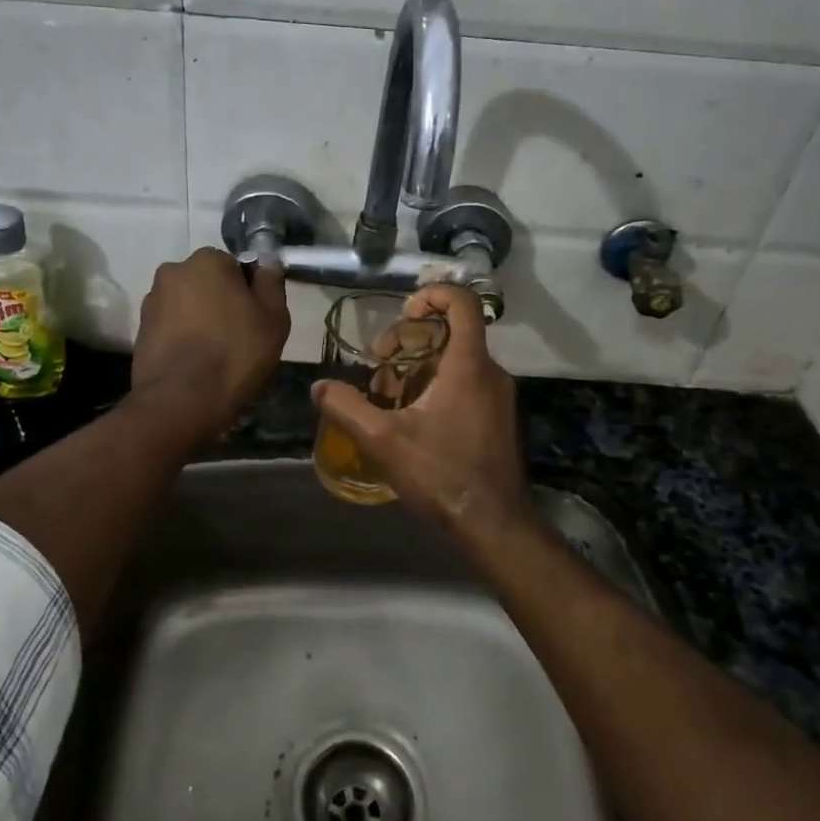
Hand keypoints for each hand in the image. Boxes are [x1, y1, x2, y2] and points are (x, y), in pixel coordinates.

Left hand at [131, 248, 289, 440]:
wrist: (182, 401)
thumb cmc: (236, 354)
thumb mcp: (273, 319)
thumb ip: (271, 284)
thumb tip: (266, 263)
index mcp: (207, 261)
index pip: (236, 267)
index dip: (249, 293)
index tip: (256, 319)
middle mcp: (173, 272)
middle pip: (208, 283)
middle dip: (221, 303)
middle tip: (238, 337)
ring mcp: (152, 301)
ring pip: (188, 305)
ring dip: (200, 320)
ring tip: (214, 355)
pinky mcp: (140, 330)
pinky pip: (171, 327)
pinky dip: (182, 338)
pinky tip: (194, 364)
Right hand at [313, 285, 533, 540]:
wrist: (493, 525)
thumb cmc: (440, 475)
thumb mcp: (382, 441)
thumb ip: (347, 407)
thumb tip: (319, 387)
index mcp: (469, 365)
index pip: (462, 303)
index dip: (432, 295)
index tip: (404, 314)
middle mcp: (491, 373)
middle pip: (451, 334)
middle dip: (409, 343)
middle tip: (379, 369)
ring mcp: (500, 398)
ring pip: (457, 364)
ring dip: (419, 370)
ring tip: (389, 400)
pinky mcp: (500, 420)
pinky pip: (467, 387)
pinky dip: (437, 389)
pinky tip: (413, 422)